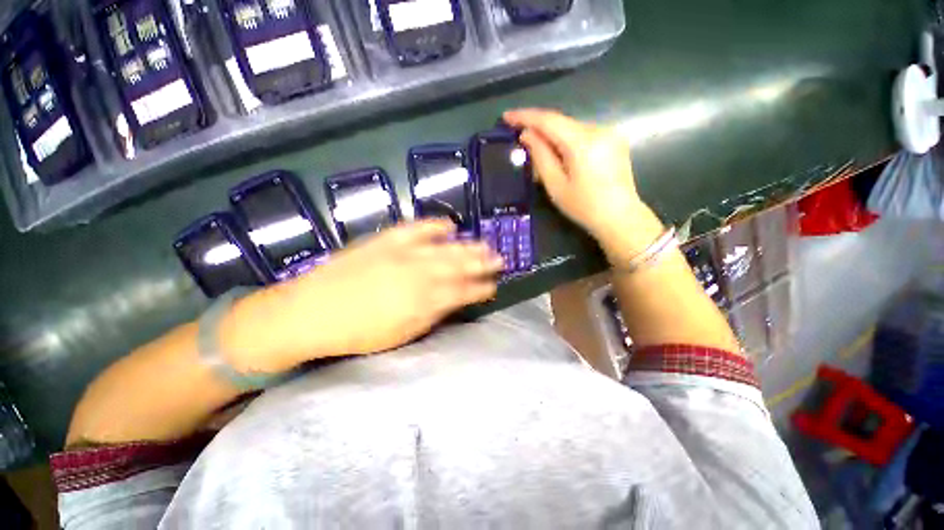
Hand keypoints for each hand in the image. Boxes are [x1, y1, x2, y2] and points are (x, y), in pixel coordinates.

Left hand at [221, 220, 503, 373]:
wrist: (310, 312)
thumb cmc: (358, 333)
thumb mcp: (401, 335)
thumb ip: (431, 316)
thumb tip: (451, 302)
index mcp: (425, 302)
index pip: (463, 292)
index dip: (481, 288)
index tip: (494, 285)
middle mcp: (420, 275)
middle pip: (460, 266)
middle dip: (482, 263)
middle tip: (499, 259)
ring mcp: (404, 254)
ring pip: (446, 248)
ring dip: (468, 246)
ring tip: (484, 243)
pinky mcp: (387, 240)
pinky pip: (417, 228)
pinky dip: (434, 225)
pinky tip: (449, 224)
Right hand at [503, 108, 663, 262]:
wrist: (620, 217)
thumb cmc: (584, 207)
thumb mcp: (556, 185)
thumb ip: (540, 157)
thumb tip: (527, 134)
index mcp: (583, 142)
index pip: (549, 120)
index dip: (525, 116)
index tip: (506, 117)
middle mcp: (598, 129)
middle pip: (561, 123)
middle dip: (539, 128)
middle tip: (520, 139)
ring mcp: (609, 133)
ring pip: (571, 128)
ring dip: (553, 136)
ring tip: (539, 152)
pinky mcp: (614, 140)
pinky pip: (583, 134)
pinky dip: (567, 140)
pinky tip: (560, 155)